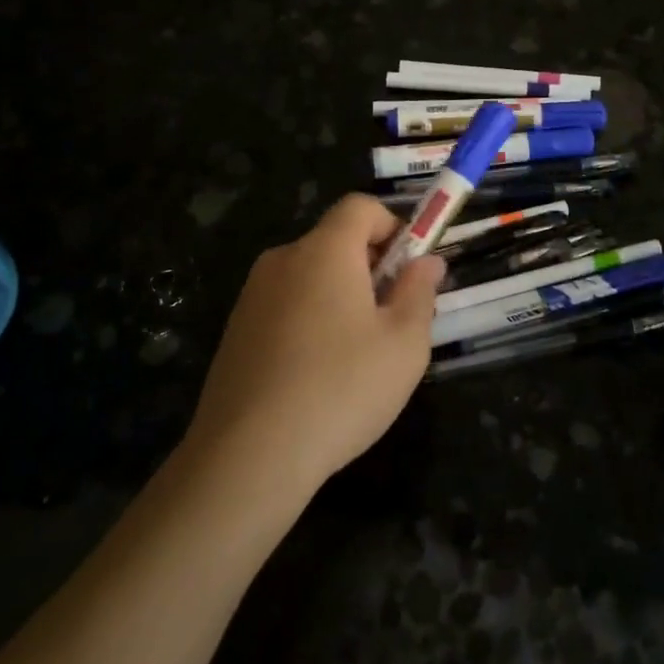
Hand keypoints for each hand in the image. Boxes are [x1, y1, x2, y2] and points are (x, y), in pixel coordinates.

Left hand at [185, 194, 442, 499]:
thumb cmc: (341, 389)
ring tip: (358, 356)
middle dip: (371, 268)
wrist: (248, 456)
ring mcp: (253, 296)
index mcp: (325, 251)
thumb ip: (420, 292)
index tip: (409, 271)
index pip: (360, 206)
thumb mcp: (404, 343)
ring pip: (311, 277)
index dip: (393, 226)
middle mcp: (283, 260)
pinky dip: (311, 321)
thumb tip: (427, 262)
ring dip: (342, 297)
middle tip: (393, 320)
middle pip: (335, 241)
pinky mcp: (236, 331)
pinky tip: (318, 376)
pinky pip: (286, 306)